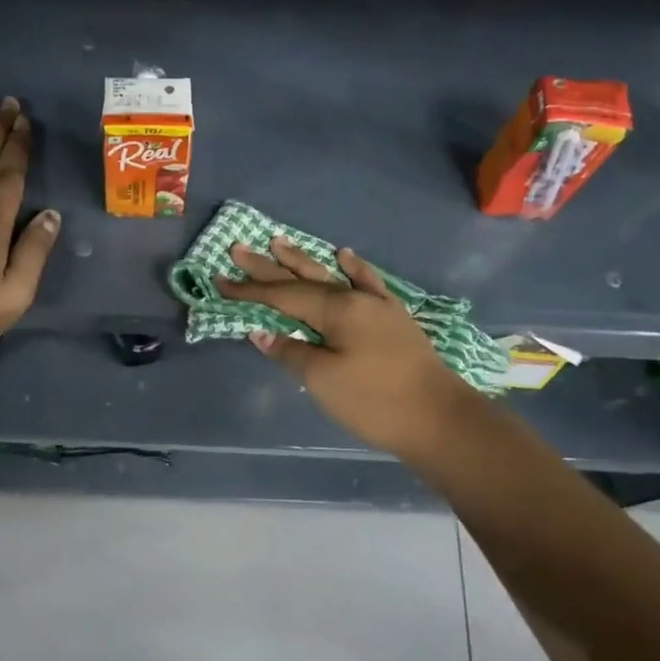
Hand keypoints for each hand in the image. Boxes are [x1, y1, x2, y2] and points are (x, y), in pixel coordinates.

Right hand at [215, 236, 483, 457]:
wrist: (440, 419)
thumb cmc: (375, 402)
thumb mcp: (324, 380)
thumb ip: (291, 352)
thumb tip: (260, 331)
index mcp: (336, 310)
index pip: (282, 296)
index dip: (249, 290)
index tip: (219, 280)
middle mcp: (354, 299)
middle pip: (303, 279)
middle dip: (268, 266)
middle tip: (238, 248)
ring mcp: (377, 306)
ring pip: (332, 276)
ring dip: (304, 260)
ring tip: (279, 241)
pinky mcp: (394, 318)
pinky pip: (369, 283)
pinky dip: (355, 268)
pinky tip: (344, 255)